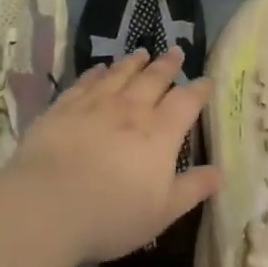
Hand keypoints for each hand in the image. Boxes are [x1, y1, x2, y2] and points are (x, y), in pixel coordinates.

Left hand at [5, 47, 221, 263]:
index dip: (199, 90)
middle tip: (176, 52)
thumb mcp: (163, 211)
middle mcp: (131, 110)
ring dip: (134, 62)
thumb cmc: (113, 214)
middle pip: (154, 79)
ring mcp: (95, 105)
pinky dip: (96, 73)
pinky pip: (85, 82)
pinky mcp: (63, 108)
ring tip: (142, 53)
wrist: (47, 206)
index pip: (187, 102)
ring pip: (120, 75)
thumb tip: (220, 172)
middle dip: (168, 65)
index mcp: (161, 133)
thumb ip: (193, 188)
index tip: (206, 81)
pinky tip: (99, 69)